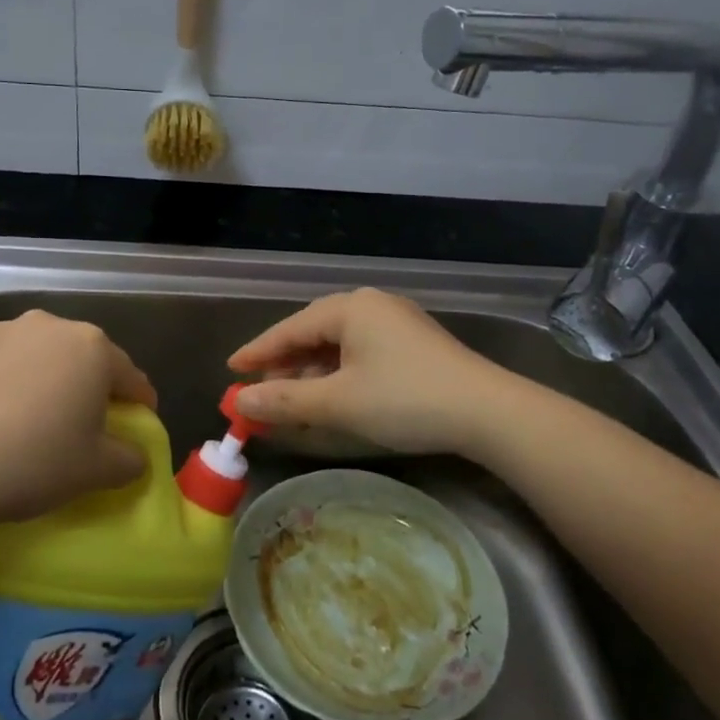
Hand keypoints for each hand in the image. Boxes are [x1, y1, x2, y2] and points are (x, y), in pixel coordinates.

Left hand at [0, 310, 157, 532]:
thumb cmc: (32, 461)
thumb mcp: (97, 471)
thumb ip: (130, 459)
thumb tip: (133, 454)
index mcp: (93, 348)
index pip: (132, 377)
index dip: (140, 405)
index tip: (137, 429)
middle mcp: (51, 326)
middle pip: (86, 359)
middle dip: (92, 389)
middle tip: (87, 428)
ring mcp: (3, 331)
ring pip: (43, 357)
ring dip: (49, 382)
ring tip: (36, 421)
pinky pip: (4, 364)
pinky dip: (11, 384)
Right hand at [229, 289, 512, 456]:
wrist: (488, 412)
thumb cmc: (405, 400)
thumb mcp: (338, 403)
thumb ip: (284, 401)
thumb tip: (238, 402)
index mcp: (351, 308)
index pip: (289, 328)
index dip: (257, 352)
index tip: (231, 370)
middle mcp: (371, 306)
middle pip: (313, 335)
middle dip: (284, 367)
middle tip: (259, 395)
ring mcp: (396, 324)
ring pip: (338, 347)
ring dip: (311, 376)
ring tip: (291, 404)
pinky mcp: (413, 345)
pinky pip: (360, 355)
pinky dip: (338, 377)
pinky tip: (331, 400)